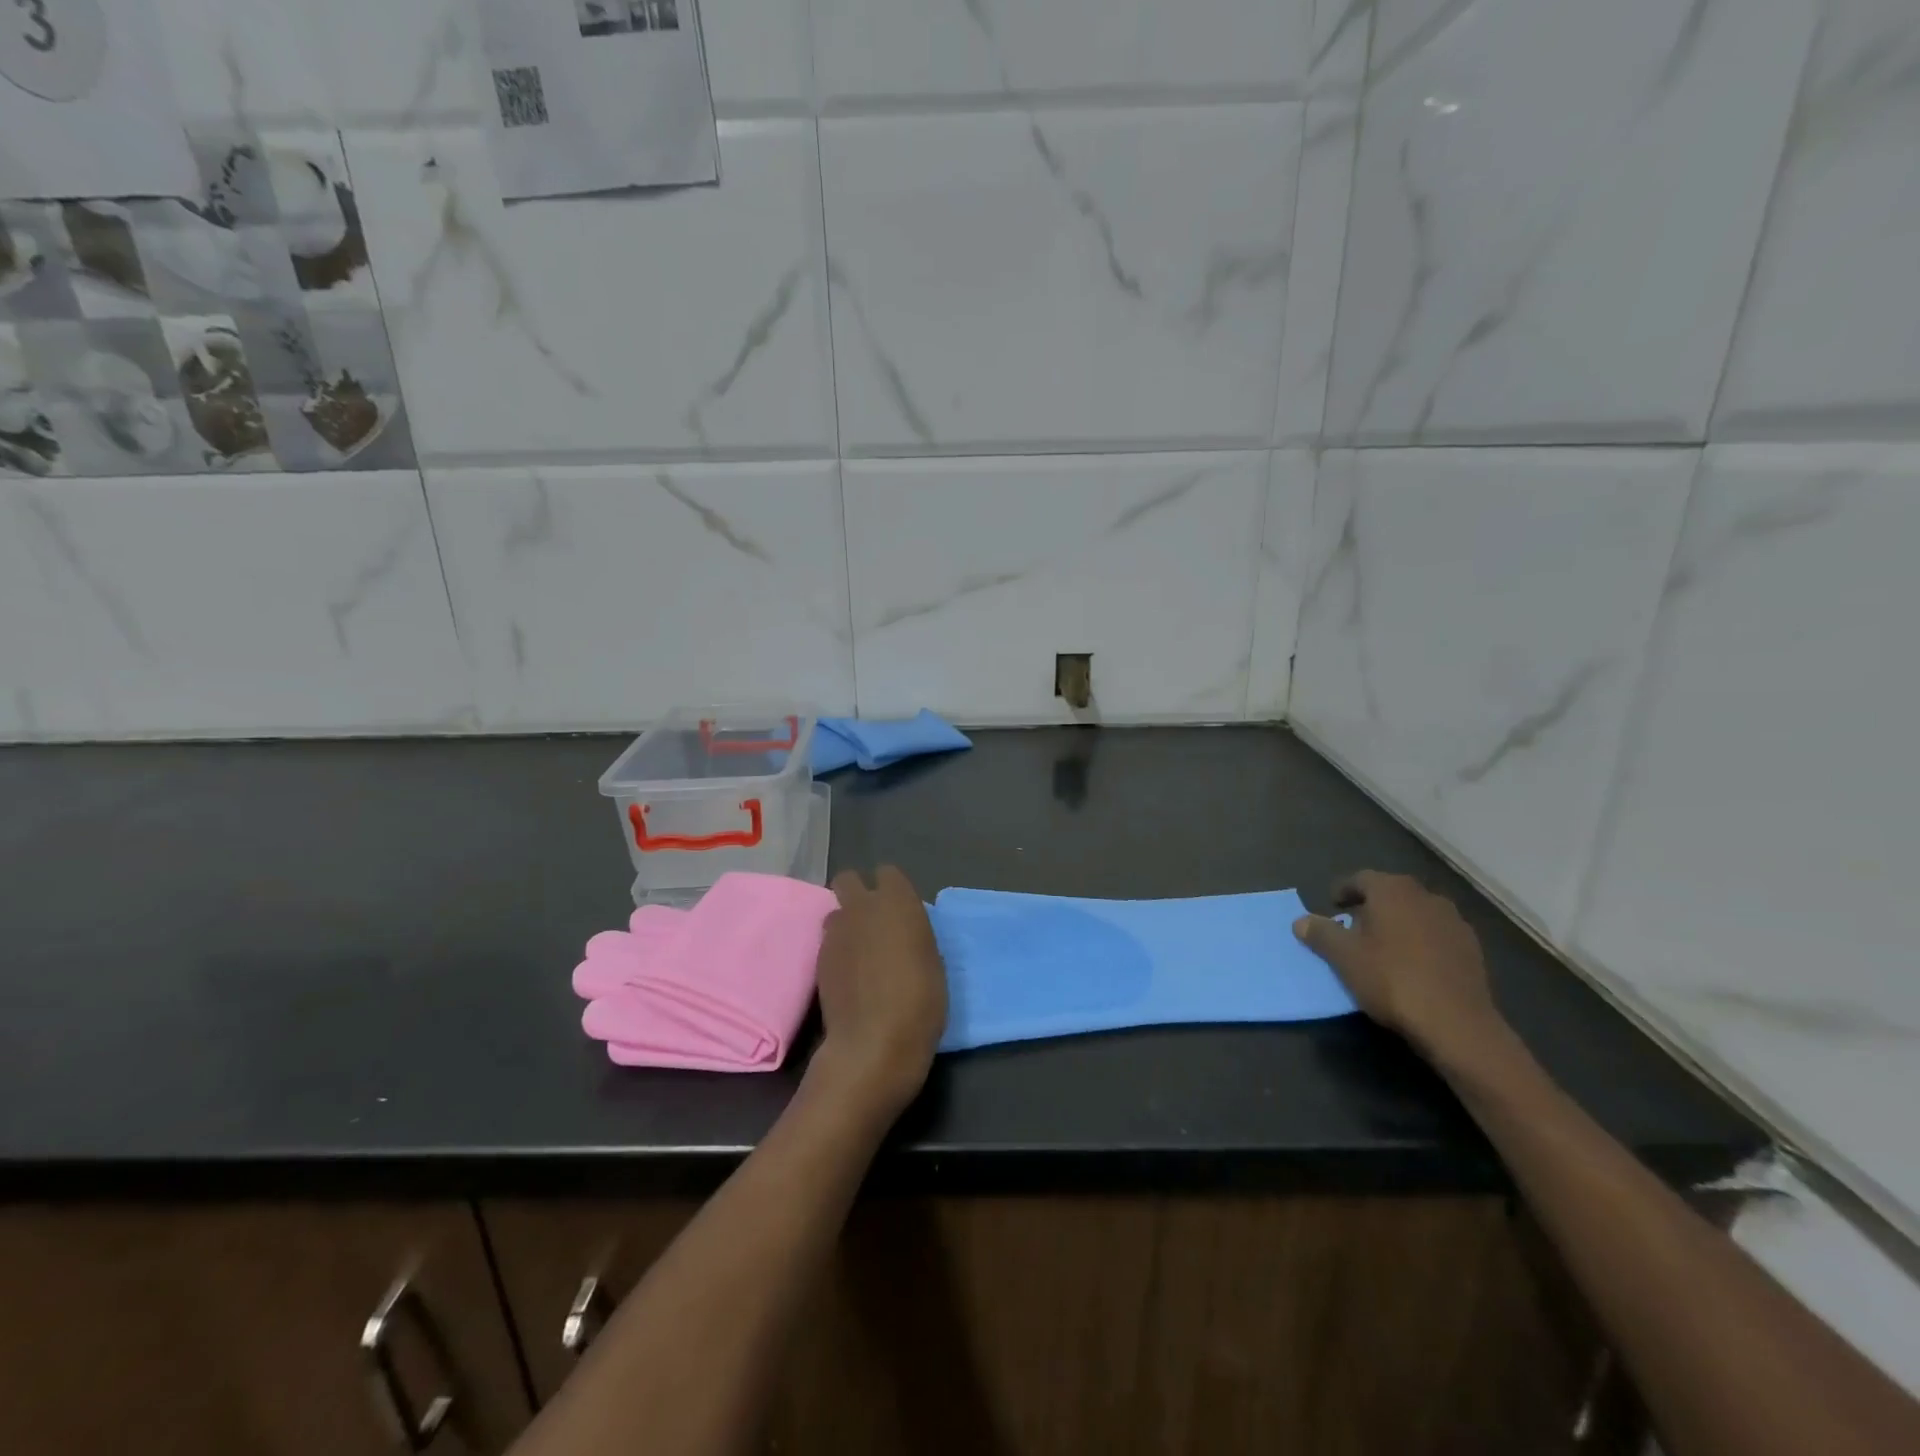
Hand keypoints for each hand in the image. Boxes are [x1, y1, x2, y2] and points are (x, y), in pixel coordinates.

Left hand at [809, 866, 948, 1120]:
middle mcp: (862, 907)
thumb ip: (913, 934)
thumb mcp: (933, 960)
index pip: (888, 873)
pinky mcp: (818, 959)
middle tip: (873, 921)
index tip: (899, 908)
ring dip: (846, 925)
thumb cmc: (921, 1000)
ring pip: (836, 913)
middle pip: (848, 879)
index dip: (891, 888)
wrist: (875, 1041)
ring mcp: (836, 932)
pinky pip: (829, 942)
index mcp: (898, 901)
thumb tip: (901, 931)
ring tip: (860, 952)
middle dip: (857, 893)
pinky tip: (850, 977)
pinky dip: (838, 952)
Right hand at [1292, 871, 1508, 1070]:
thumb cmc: (1391, 979)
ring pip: (1416, 913)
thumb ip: (1320, 933)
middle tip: (1354, 927)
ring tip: (1383, 947)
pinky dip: (1421, 941)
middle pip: (1391, 893)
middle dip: (1371, 907)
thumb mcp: (1343, 957)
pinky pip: (1436, 934)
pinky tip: (1413, 964)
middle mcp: (1426, 896)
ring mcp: (1454, 921)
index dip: (1343, 891)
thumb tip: (1301, 921)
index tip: (1332, 906)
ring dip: (1398, 923)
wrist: (1456, 1023)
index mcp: (1392, 890)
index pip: (1361, 879)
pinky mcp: (1472, 948)